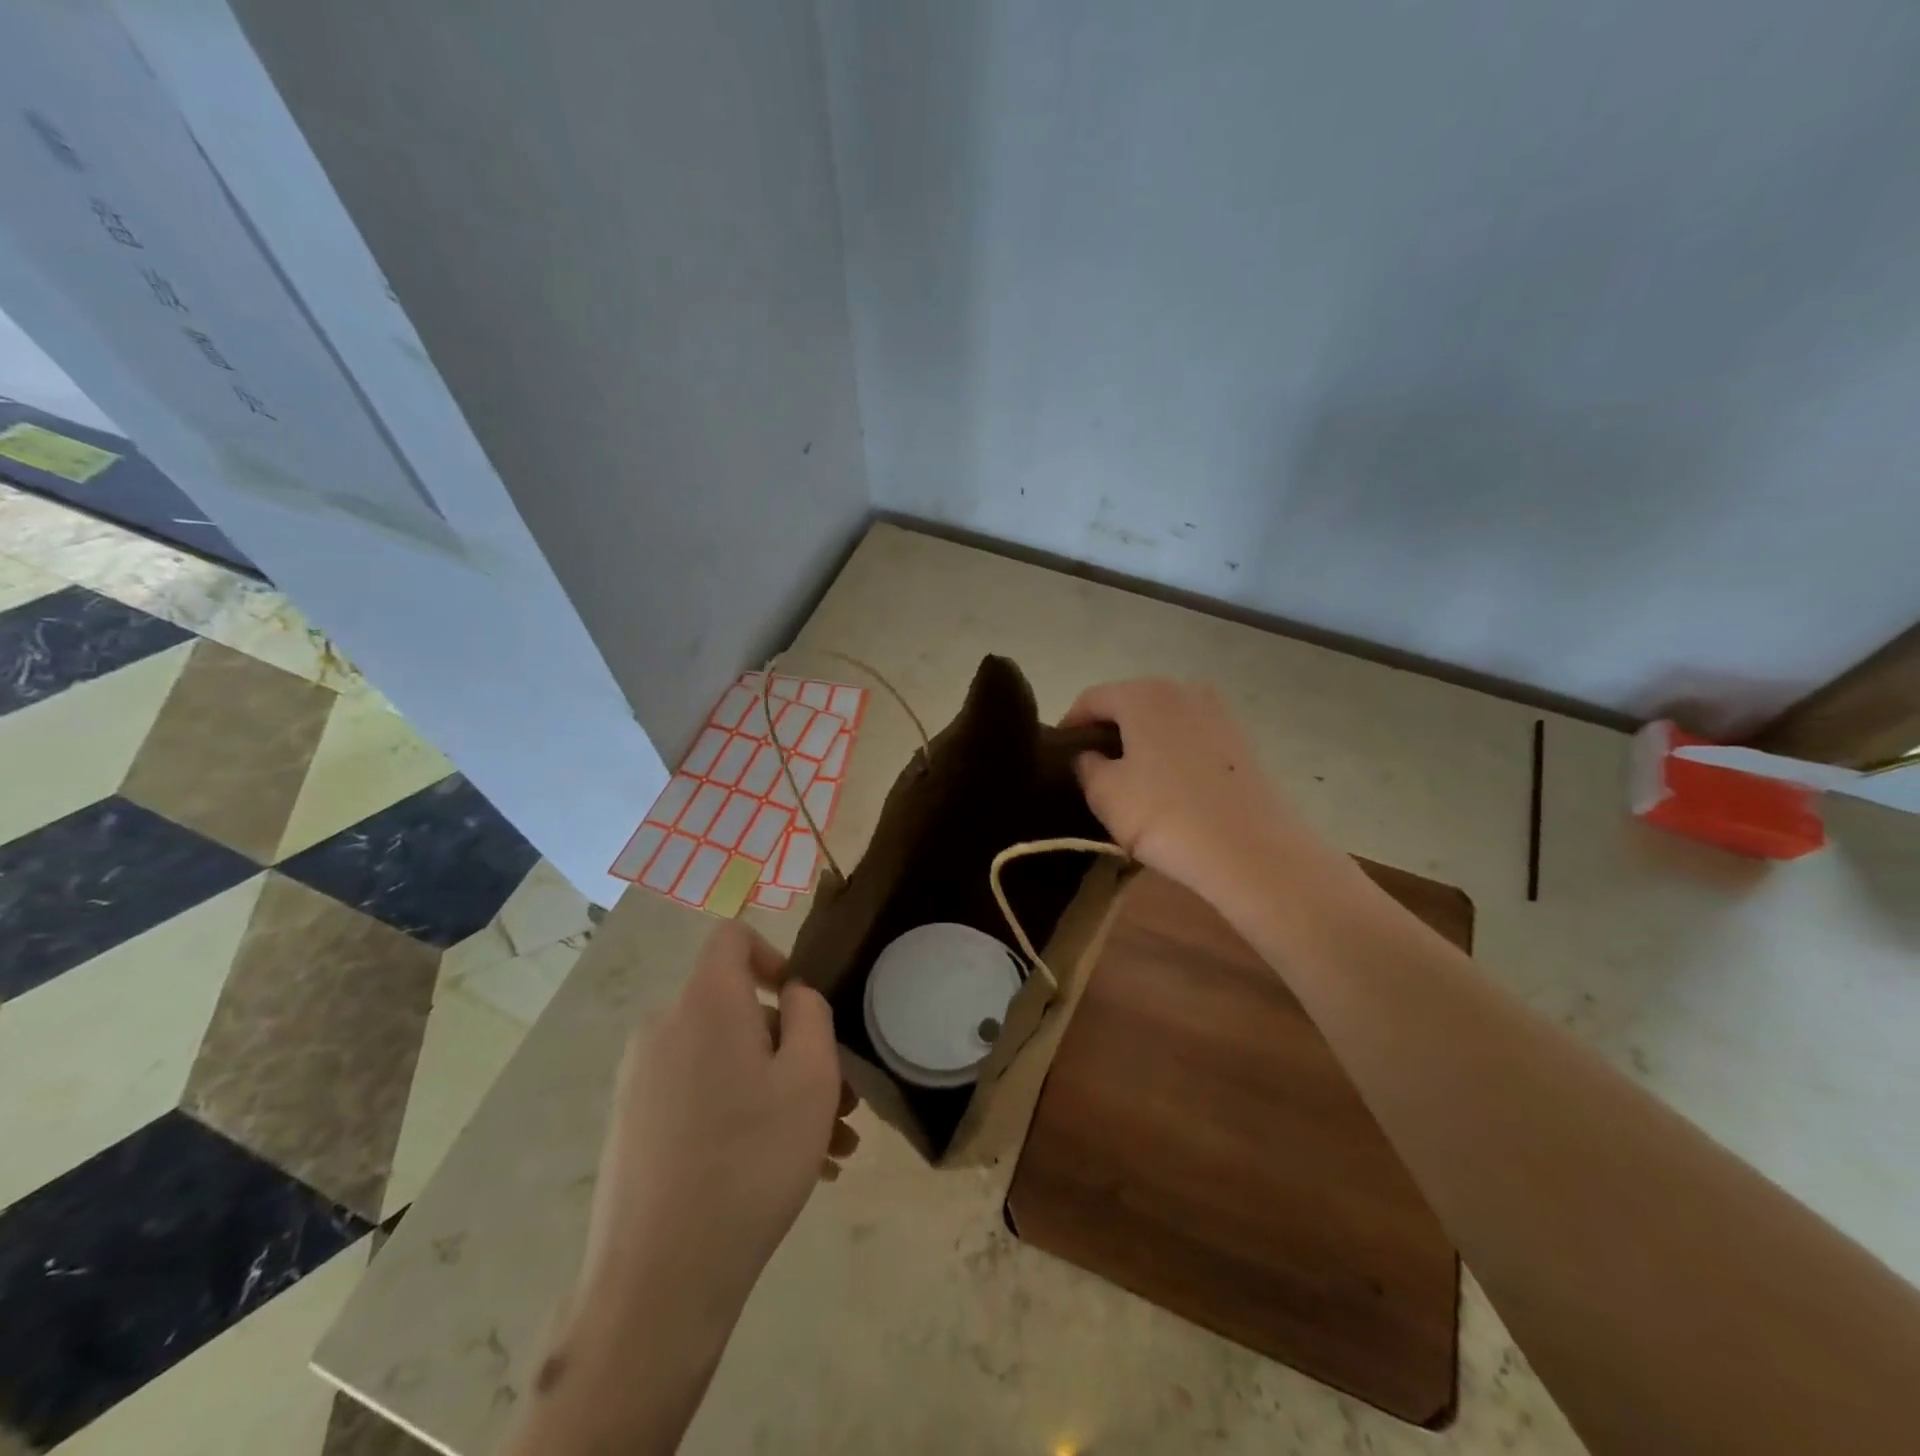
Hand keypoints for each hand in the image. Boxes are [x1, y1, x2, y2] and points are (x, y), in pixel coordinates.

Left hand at [576, 923, 856, 1344]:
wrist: (658, 1281)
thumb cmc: (751, 1160)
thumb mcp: (811, 1077)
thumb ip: (811, 1013)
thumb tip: (791, 995)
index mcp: (704, 1002)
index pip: (732, 938)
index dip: (774, 955)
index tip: (804, 1006)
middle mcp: (664, 1029)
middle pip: (739, 1012)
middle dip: (795, 1049)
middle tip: (840, 1105)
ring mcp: (642, 1082)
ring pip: (727, 1062)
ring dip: (779, 1091)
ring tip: (828, 1150)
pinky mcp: (633, 1127)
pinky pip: (701, 1097)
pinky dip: (743, 1114)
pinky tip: (785, 1170)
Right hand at [1062, 678, 1311, 909]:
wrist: (1251, 850)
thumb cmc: (1164, 815)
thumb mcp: (1105, 794)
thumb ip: (1086, 765)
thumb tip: (1089, 755)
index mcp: (1143, 694)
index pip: (1091, 699)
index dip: (1070, 725)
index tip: (1059, 753)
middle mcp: (1182, 689)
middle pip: (1130, 703)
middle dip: (1108, 730)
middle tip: (1092, 766)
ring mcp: (1218, 712)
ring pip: (1163, 720)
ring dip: (1142, 741)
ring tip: (1131, 778)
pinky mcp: (1241, 740)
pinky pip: (1192, 737)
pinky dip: (1173, 752)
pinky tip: (1169, 785)